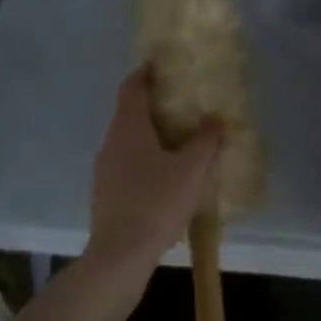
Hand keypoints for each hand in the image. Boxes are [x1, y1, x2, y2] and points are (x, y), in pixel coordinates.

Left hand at [87, 67, 222, 267]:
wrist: (119, 256)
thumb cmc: (155, 203)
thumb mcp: (191, 170)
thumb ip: (206, 141)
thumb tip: (215, 119)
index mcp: (128, 127)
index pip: (132, 86)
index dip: (146, 72)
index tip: (163, 64)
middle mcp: (111, 141)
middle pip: (130, 112)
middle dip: (154, 104)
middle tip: (183, 103)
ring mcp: (104, 169)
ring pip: (128, 140)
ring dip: (151, 134)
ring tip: (180, 139)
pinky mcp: (106, 193)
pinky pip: (127, 163)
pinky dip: (145, 159)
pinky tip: (166, 176)